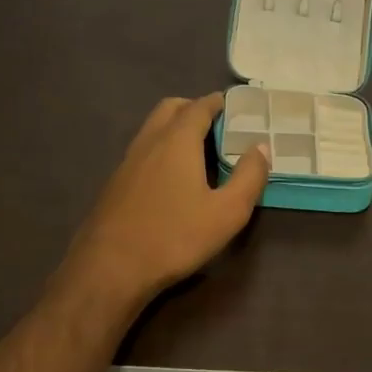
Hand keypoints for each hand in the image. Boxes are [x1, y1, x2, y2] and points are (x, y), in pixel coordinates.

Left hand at [64, 93, 269, 304]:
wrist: (110, 269)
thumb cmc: (175, 237)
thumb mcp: (227, 212)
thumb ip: (249, 177)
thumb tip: (261, 147)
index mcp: (177, 141)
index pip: (198, 107)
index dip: (217, 102)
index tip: (234, 105)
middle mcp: (149, 142)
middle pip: (170, 109)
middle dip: (193, 108)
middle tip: (217, 125)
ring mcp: (127, 162)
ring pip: (152, 129)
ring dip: (174, 128)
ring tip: (198, 151)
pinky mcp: (115, 184)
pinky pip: (142, 151)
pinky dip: (160, 149)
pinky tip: (172, 178)